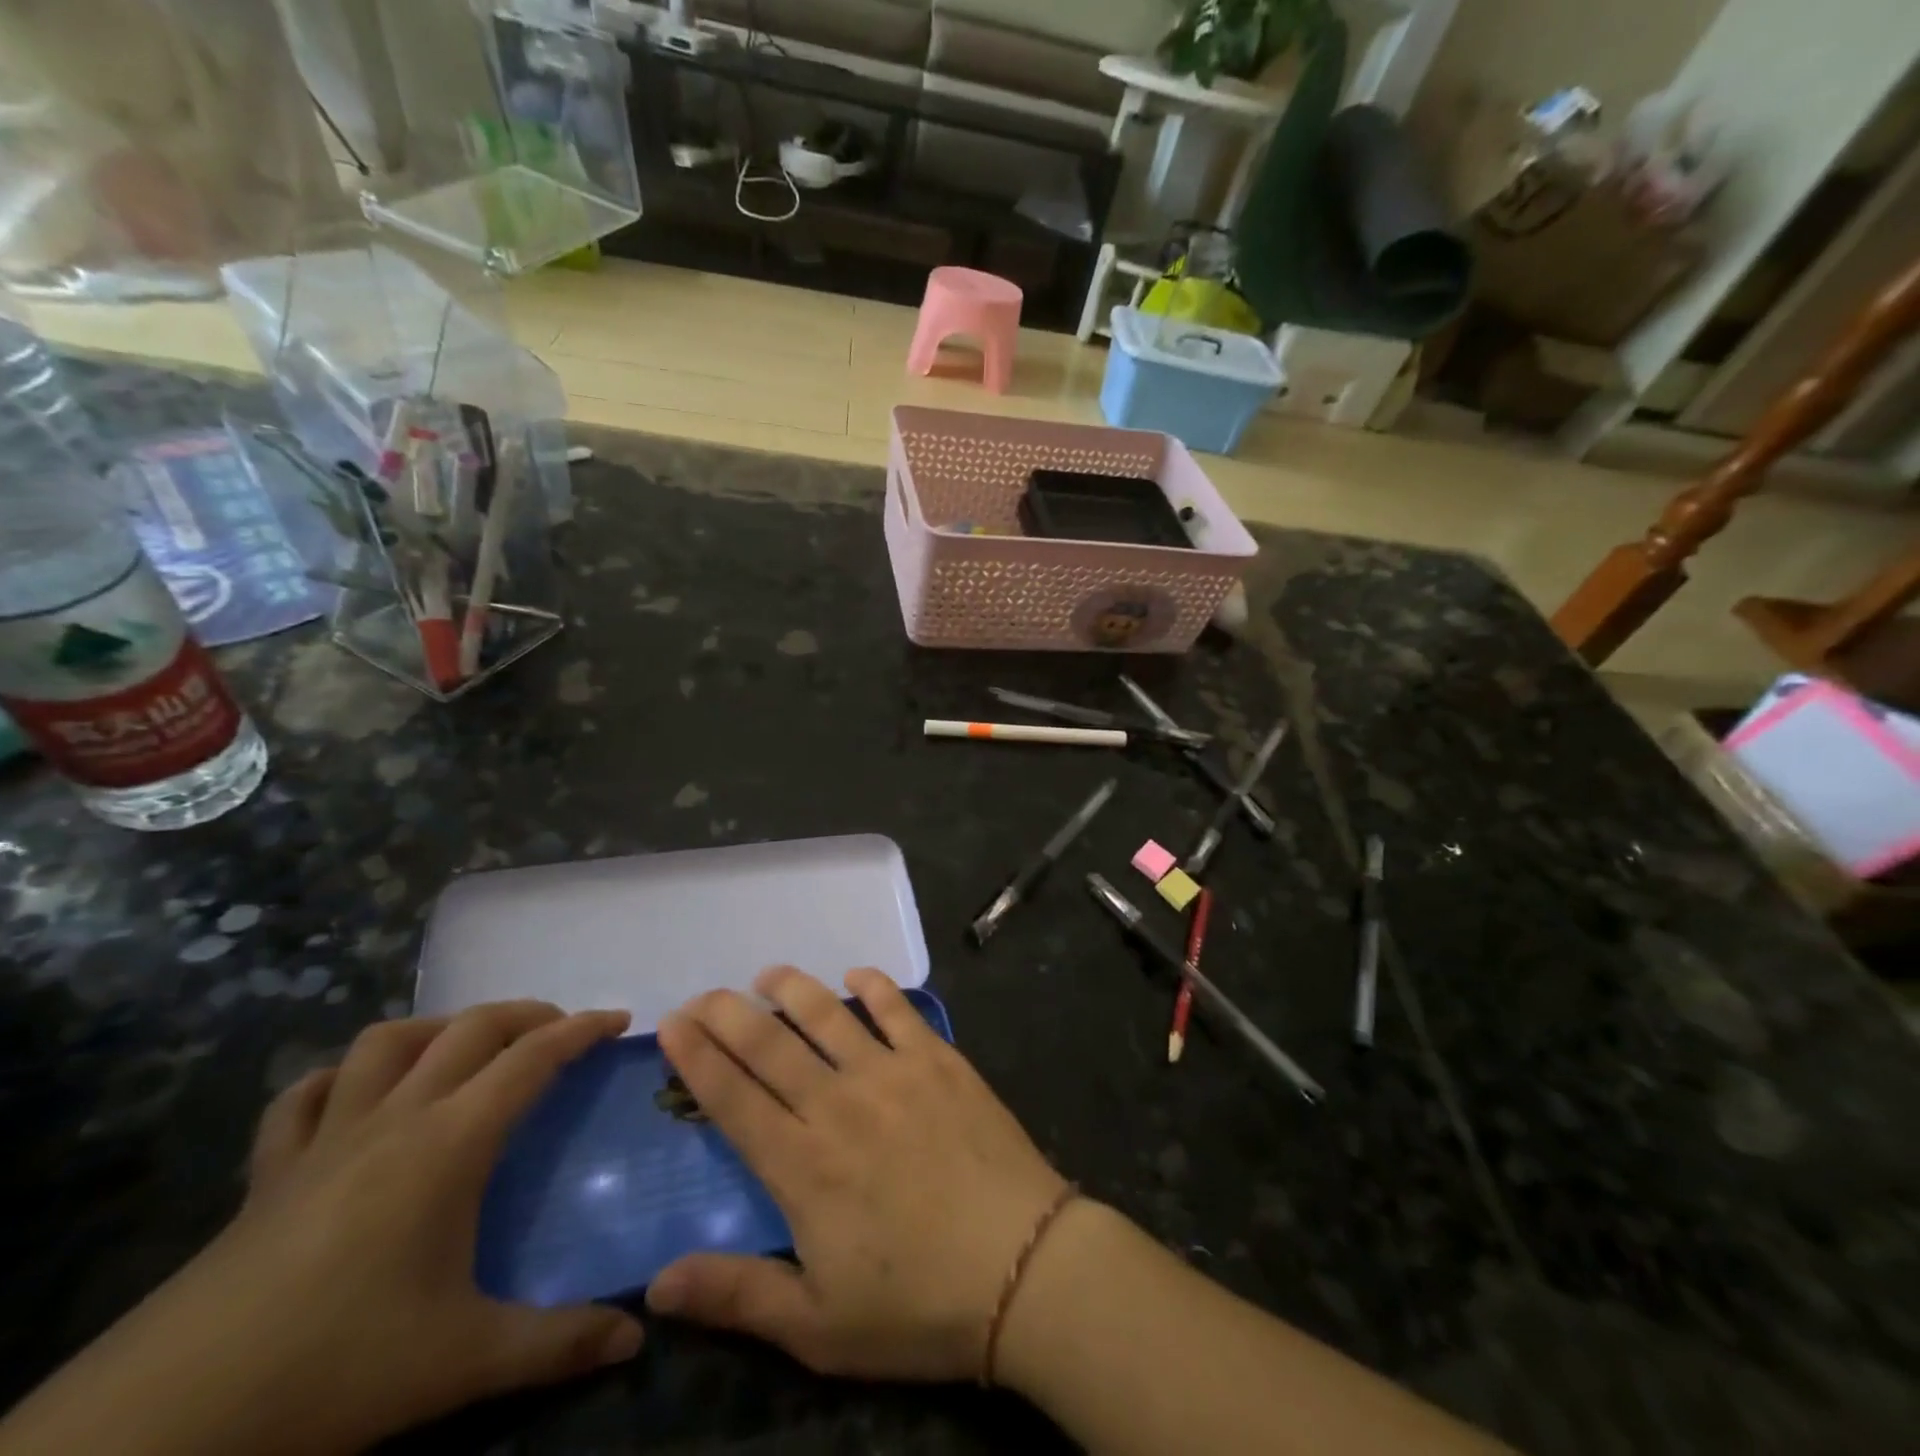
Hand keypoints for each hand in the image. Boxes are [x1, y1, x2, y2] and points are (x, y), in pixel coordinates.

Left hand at [0, 1002, 641, 1455]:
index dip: (582, 1029)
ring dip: (437, 1029)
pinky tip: (352, 1096)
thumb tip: (635, 1337)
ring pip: (385, 1043)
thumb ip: (557, 1344)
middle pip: (470, 1029)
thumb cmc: (332, 1368)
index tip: (619, 1021)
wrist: (157, 1426)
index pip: (533, 1057)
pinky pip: (302, 1098)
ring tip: (467, 1048)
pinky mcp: (266, 1174)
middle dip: (526, 1015)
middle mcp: (395, 1118)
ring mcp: (324, 1139)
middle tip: (560, 1033)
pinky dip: (337, 1079)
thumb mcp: (461, 1362)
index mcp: (449, 1142)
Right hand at [644, 967, 1068, 1381]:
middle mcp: (839, 1104)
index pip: (733, 1098)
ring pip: (828, 1015)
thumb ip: (736, 1295)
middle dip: (729, 1013)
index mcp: (802, 1165)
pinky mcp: (938, 1059)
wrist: (1021, 1266)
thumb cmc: (916, 1304)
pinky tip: (856, 975)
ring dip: (793, 988)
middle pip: (771, 1045)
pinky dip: (874, 985)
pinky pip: (898, 1009)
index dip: (697, 1058)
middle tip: (704, 993)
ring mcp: (892, 1073)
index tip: (672, 1024)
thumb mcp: (817, 1327)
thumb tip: (655, 1283)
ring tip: (769, 974)